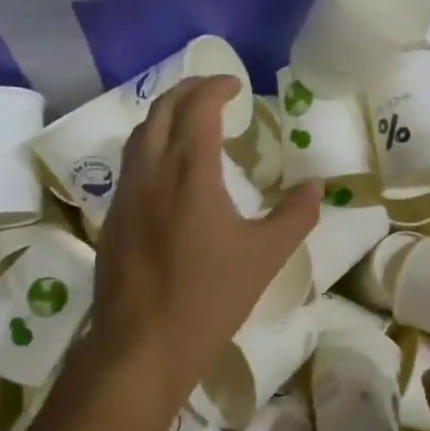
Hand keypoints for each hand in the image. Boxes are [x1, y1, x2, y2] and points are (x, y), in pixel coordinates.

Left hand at [89, 75, 319, 407]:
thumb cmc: (209, 298)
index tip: (235, 84)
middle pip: (160, 111)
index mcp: (188, 173)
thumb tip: (317, 185)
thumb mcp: (265, 257)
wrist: (142, 345)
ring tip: (189, 122)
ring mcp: (125, 195)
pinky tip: (167, 170)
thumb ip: (295, 216)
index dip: (215, 88)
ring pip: (138, 136)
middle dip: (186, 92)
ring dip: (164, 116)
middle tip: (213, 92)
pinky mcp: (112, 219)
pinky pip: (130, 164)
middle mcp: (150, 172)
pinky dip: (150, 146)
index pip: (197, 109)